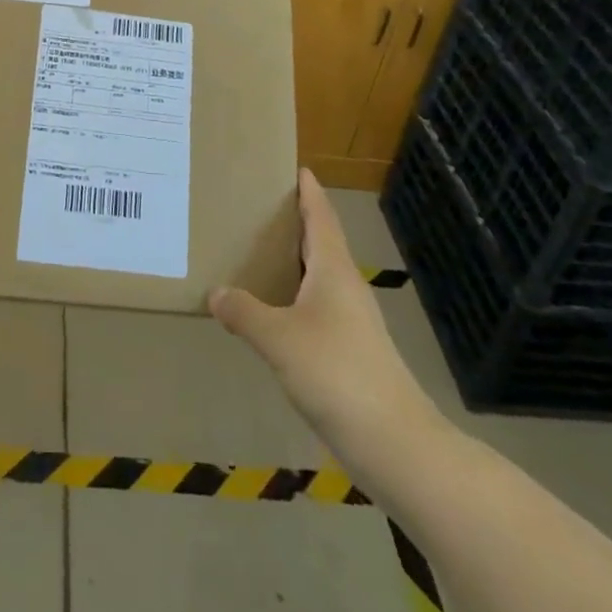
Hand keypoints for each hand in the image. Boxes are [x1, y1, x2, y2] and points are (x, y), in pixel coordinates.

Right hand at [209, 170, 440, 456]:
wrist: (395, 444)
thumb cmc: (337, 373)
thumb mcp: (279, 339)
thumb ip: (245, 312)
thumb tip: (216, 293)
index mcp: (333, 270)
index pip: (320, 216)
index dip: (308, 191)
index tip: (296, 167)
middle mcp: (346, 287)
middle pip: (321, 242)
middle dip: (295, 222)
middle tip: (259, 205)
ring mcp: (353, 322)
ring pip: (319, 276)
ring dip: (293, 261)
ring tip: (258, 252)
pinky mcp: (352, 352)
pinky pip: (317, 307)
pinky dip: (295, 297)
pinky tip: (274, 311)